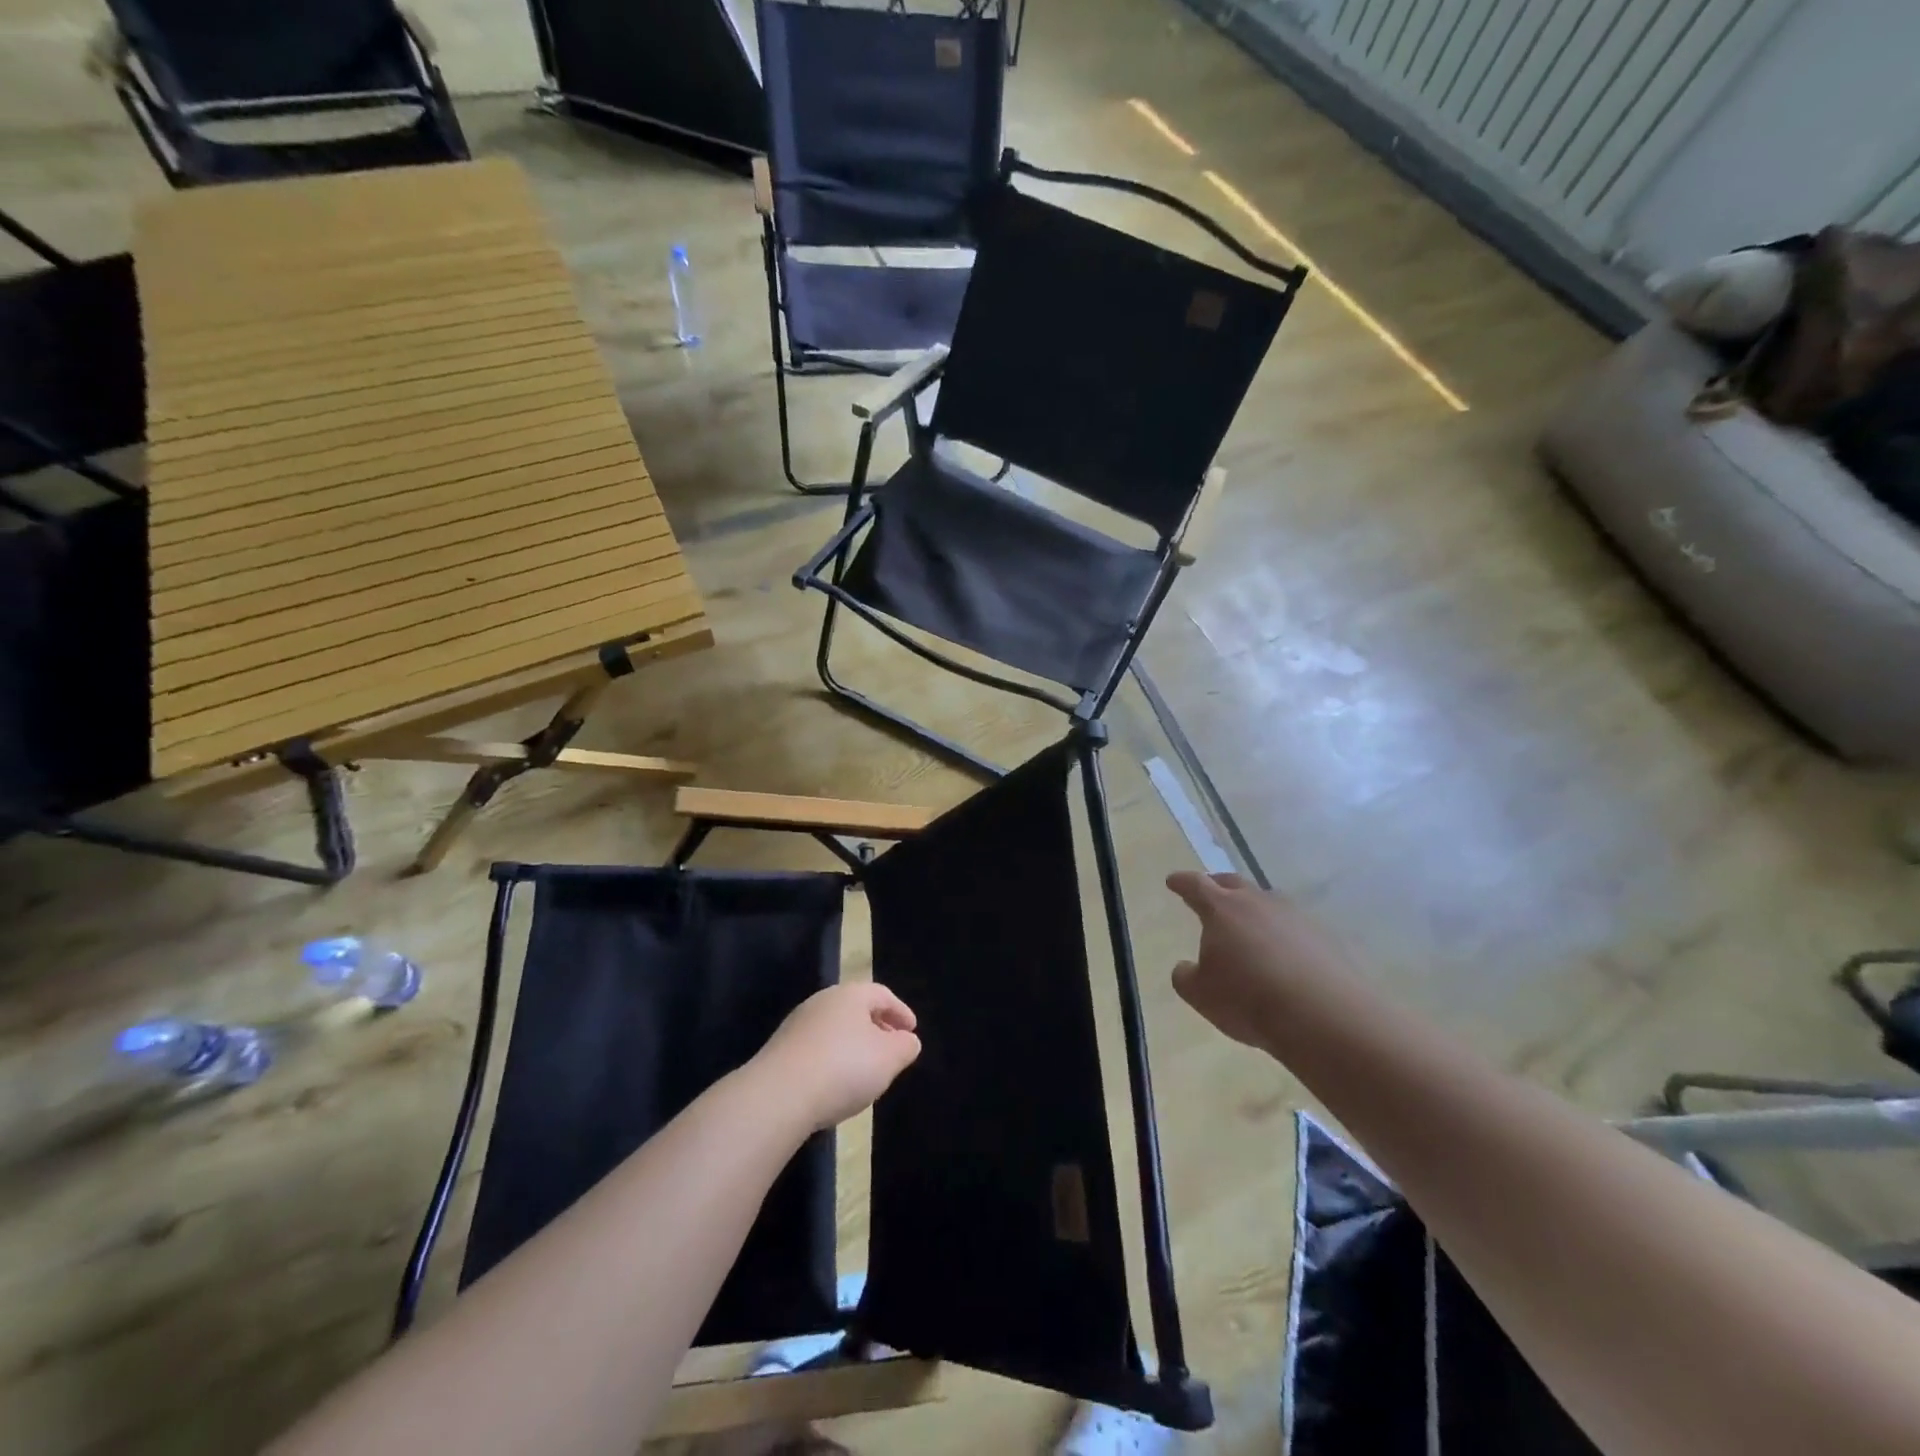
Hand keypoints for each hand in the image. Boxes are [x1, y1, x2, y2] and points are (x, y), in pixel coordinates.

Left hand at [752, 983, 921, 1131]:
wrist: (778, 1095)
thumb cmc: (844, 1068)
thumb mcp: (889, 1058)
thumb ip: (905, 1046)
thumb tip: (908, 1040)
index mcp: (851, 994)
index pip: (882, 995)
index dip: (901, 1011)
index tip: (912, 1030)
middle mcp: (822, 1001)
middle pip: (856, 1008)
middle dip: (877, 1027)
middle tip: (892, 1048)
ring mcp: (798, 1025)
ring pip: (835, 1028)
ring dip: (854, 1044)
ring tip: (865, 1070)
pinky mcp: (780, 1050)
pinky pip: (816, 1048)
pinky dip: (832, 1059)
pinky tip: (835, 1083)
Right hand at [1166, 872, 1357, 1051]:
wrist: (1324, 1017)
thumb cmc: (1249, 1000)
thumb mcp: (1200, 994)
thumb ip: (1186, 976)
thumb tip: (1187, 967)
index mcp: (1222, 909)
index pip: (1196, 885)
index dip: (1182, 883)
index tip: (1173, 881)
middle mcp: (1258, 903)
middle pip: (1233, 884)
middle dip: (1217, 885)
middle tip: (1208, 891)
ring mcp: (1295, 917)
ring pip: (1267, 903)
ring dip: (1254, 909)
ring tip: (1248, 926)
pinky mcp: (1325, 937)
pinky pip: (1295, 928)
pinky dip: (1283, 935)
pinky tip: (1284, 955)